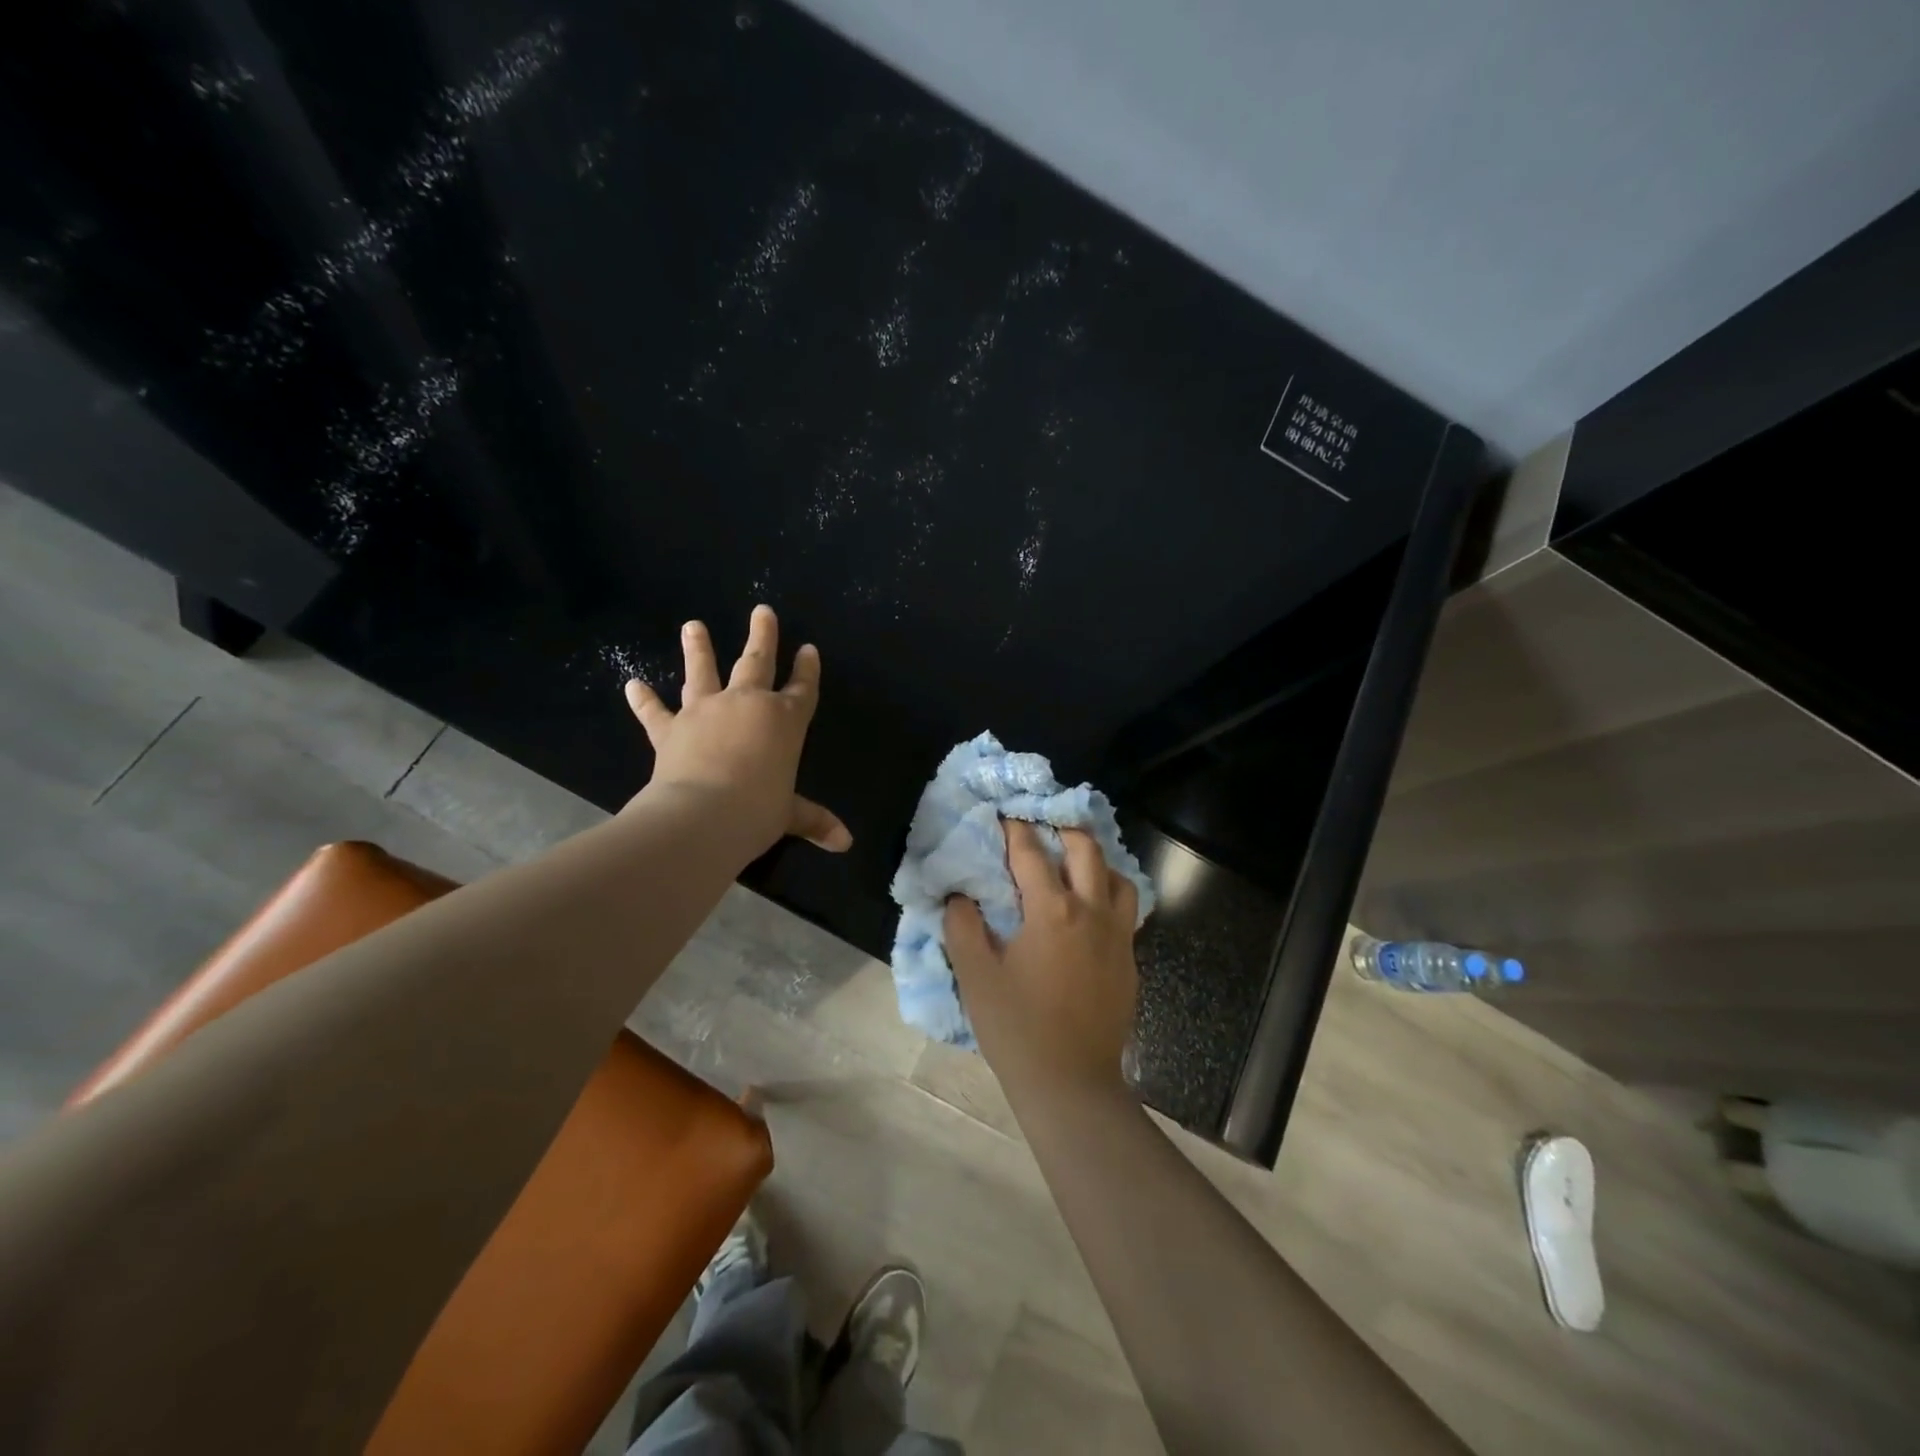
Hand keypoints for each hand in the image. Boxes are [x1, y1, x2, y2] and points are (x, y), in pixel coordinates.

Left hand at [624, 605, 851, 854]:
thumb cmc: (757, 811)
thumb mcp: (789, 815)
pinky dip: (643, 700)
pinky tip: (632, 684)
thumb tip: (846, 843)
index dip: (808, 669)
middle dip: (762, 636)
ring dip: (698, 648)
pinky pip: (655, 712)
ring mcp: (706, 712)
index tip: (809, 649)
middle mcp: (747, 705)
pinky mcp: (672, 729)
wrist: (702, 815)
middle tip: (762, 611)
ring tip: (693, 626)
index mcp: (785, 721)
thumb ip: (814, 820)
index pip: (803, 689)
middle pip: (757, 662)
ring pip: (703, 672)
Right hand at [944, 819, 1139, 1103]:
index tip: (1004, 814)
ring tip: (1074, 864)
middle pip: (1086, 850)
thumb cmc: (1017, 1028)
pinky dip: (1109, 894)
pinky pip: (1125, 911)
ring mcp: (1117, 936)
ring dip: (1096, 861)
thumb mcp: (976, 976)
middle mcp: (1091, 912)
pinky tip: (1090, 910)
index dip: (1014, 830)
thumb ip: (963, 927)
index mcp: (1052, 911)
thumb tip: (960, 895)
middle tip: (1043, 826)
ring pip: (1118, 878)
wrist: (1072, 1084)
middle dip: (1064, 829)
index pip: (1031, 854)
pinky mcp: (1129, 961)